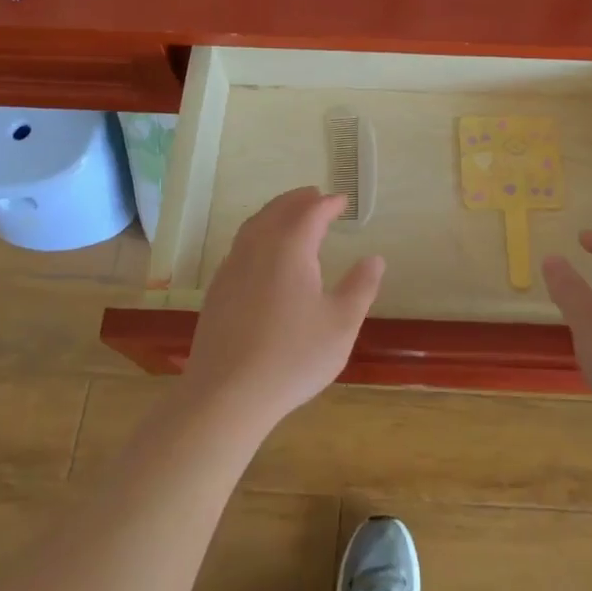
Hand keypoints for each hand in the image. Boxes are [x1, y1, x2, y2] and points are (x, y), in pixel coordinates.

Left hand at [182, 187, 385, 432]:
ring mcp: (232, 268)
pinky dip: (257, 234)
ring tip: (290, 215)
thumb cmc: (293, 357)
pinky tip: (262, 254)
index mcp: (290, 248)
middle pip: (278, 211)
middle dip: (298, 200)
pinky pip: (240, 245)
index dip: (328, 204)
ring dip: (275, 213)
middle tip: (316, 196)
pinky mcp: (217, 290)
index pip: (311, 213)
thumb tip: (374, 259)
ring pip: (254, 225)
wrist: (227, 394)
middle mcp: (258, 248)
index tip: (342, 202)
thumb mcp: (341, 324)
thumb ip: (360, 287)